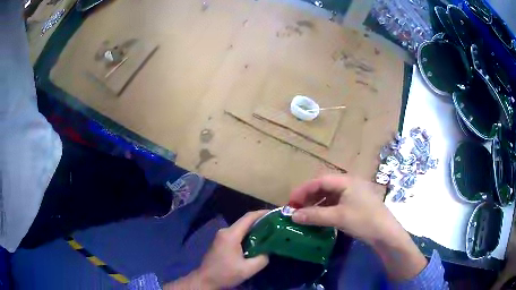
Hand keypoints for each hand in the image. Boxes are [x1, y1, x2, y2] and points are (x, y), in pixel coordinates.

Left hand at [164, 210, 268, 289]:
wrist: (205, 280)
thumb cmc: (225, 274)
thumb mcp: (248, 269)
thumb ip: (262, 259)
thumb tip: (269, 251)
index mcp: (231, 235)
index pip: (249, 218)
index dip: (262, 213)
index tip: (275, 213)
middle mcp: (225, 231)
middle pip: (245, 221)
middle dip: (260, 222)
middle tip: (275, 225)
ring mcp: (221, 236)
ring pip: (241, 228)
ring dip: (254, 229)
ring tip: (269, 233)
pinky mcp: (220, 241)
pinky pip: (236, 234)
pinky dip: (247, 235)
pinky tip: (256, 242)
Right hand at [289, 174, 398, 244]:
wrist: (386, 233)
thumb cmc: (363, 220)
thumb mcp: (338, 218)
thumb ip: (315, 215)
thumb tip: (293, 216)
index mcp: (346, 181)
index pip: (320, 181)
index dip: (303, 190)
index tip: (291, 202)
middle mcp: (349, 184)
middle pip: (324, 187)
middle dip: (309, 197)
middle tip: (296, 209)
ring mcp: (353, 194)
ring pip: (330, 195)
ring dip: (316, 204)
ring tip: (305, 214)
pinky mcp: (355, 204)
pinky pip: (336, 203)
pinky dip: (325, 209)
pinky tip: (319, 218)